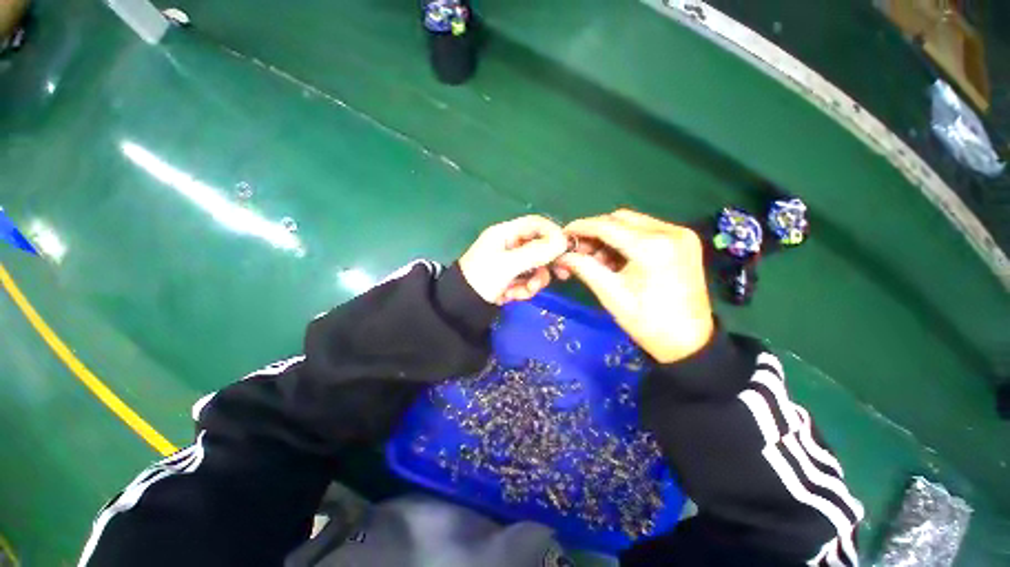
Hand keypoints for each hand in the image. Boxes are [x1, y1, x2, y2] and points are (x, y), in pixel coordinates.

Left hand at [459, 215, 567, 304]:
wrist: (462, 306)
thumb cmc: (482, 278)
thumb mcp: (508, 265)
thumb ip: (535, 253)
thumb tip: (563, 242)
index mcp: (505, 233)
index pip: (536, 223)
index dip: (553, 233)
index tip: (565, 248)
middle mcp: (510, 244)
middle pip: (539, 247)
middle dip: (547, 263)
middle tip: (562, 275)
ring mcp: (511, 262)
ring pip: (536, 266)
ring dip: (534, 281)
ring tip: (525, 292)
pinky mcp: (511, 277)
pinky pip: (527, 280)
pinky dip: (524, 289)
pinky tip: (513, 296)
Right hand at [556, 209, 713, 363]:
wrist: (690, 341)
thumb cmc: (649, 323)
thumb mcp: (611, 296)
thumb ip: (585, 269)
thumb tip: (562, 256)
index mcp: (652, 248)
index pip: (607, 226)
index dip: (581, 227)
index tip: (563, 234)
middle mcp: (669, 232)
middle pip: (620, 219)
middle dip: (595, 232)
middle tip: (578, 250)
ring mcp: (680, 234)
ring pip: (632, 223)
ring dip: (609, 236)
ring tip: (596, 259)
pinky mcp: (683, 240)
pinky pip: (645, 230)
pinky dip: (625, 240)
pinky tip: (615, 259)